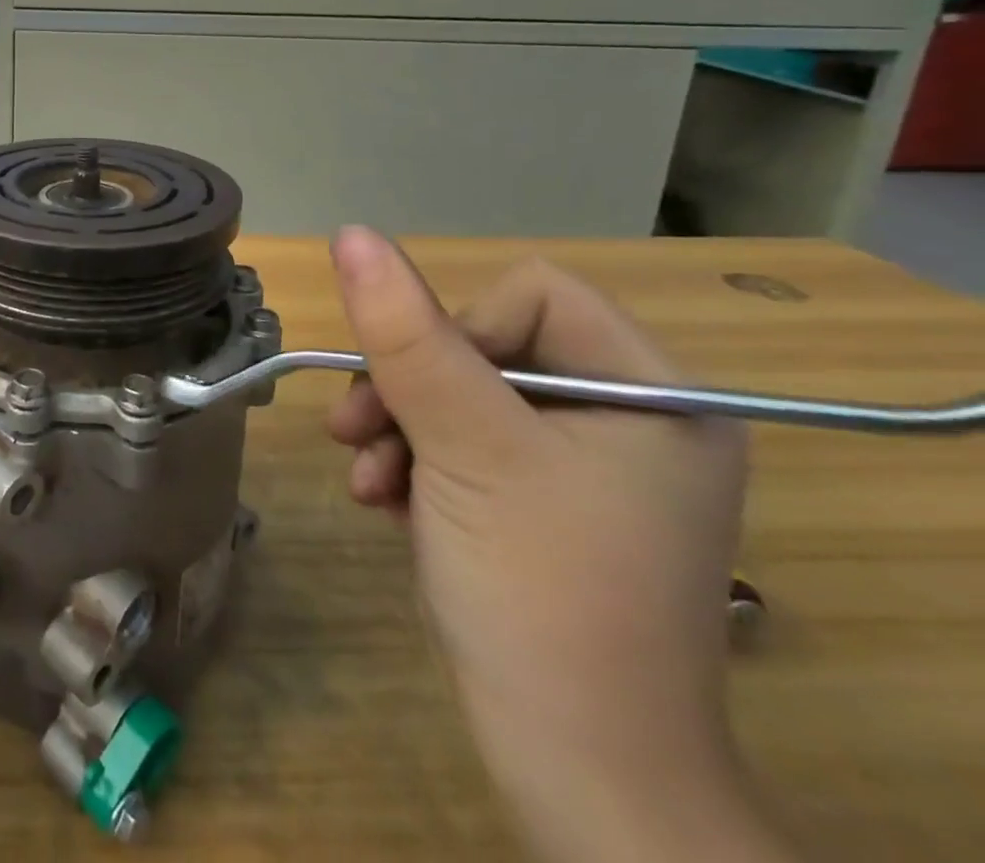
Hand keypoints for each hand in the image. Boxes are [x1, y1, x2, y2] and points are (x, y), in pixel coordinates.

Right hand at [326, 229, 780, 862]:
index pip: (533, 296)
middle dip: (411, 389)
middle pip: (487, 346)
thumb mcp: (465, 446)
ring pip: (461, 395)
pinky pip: (462, 444)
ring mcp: (582, 468)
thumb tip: (352, 235)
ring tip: (365, 480)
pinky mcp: (540, 504)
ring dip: (399, 429)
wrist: (573, 769)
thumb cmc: (540, 591)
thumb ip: (406, 335)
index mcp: (653, 394)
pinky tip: (386, 502)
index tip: (416, 392)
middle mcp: (628, 421)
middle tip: (356, 433)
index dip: (458, 328)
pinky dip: (415, 464)